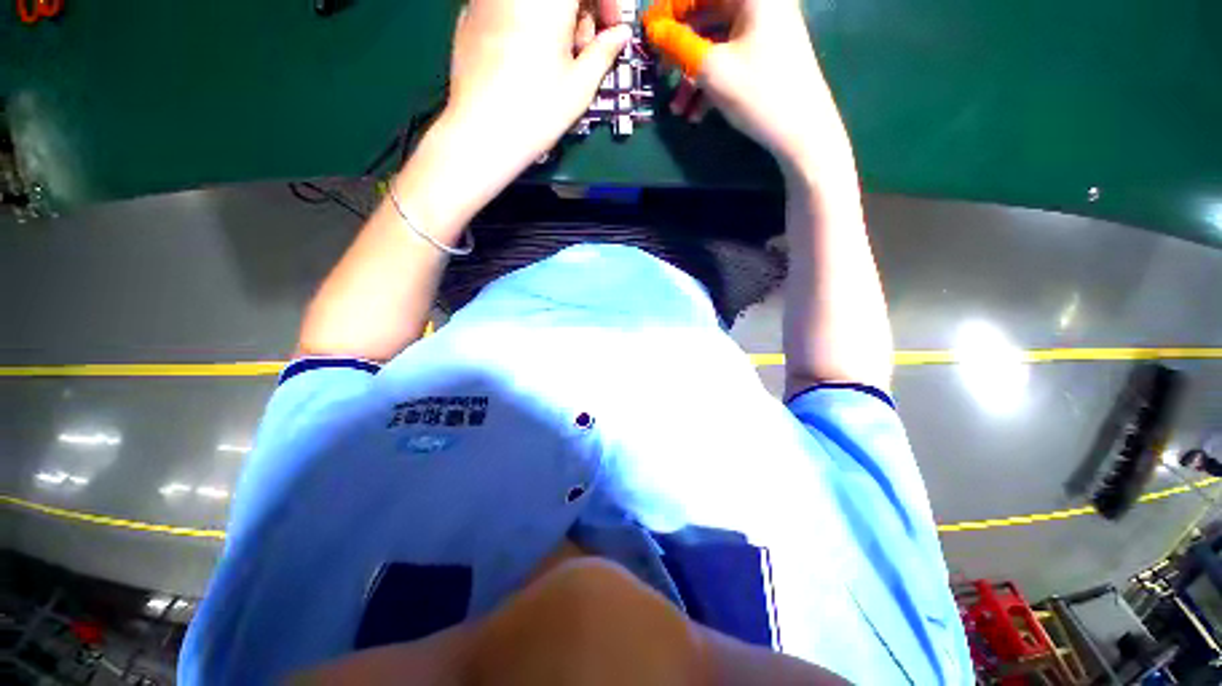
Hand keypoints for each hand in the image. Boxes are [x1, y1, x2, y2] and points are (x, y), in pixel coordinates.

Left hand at [441, 0, 631, 189]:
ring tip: (555, 59)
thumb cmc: (537, 111)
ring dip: (554, 17)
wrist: (482, 133)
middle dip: (580, 12)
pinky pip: (508, 5)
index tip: (611, 32)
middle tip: (582, 51)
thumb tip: (619, 35)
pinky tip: (527, 57)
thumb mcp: (580, 85)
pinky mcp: (469, 14)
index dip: (606, 3)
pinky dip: (526, 20)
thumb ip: (604, 51)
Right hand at [645, 0, 841, 177]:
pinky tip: (697, 113)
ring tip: (678, 109)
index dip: (670, 9)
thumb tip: (653, 29)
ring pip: (716, 43)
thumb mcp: (711, 69)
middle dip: (681, 48)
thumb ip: (678, 44)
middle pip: (708, 14)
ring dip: (692, 75)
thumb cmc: (759, 94)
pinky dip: (710, 82)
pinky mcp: (766, 55)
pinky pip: (730, 59)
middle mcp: (761, 3)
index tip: (648, 33)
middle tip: (661, 72)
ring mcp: (765, 30)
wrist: (803, 133)